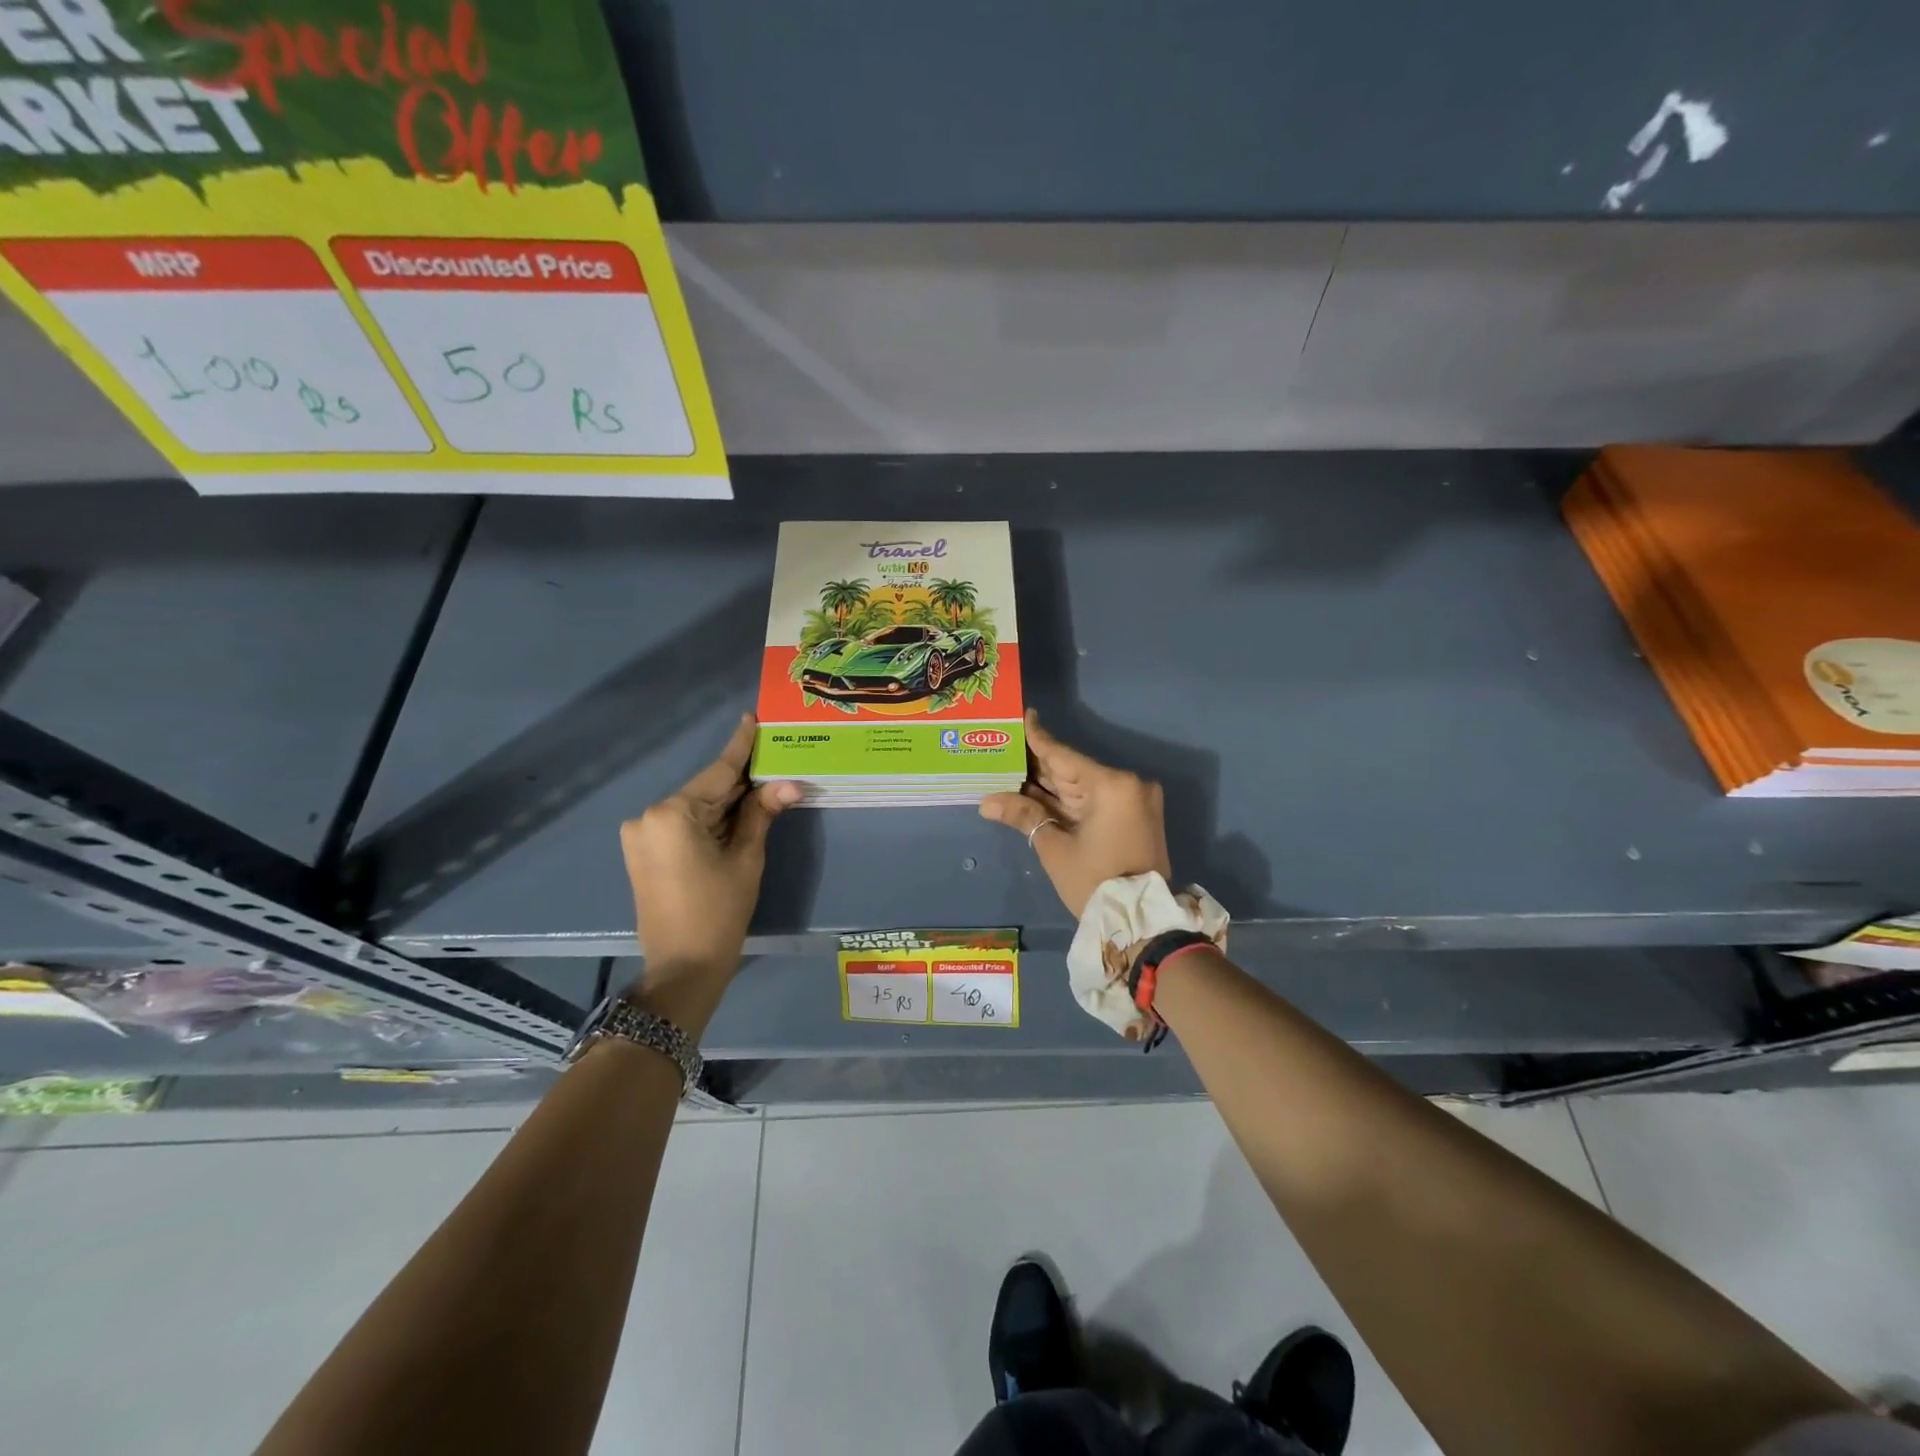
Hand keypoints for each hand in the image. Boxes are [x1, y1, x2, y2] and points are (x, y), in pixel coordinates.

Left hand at [620, 714, 800, 978]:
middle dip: (740, 781)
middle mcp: (648, 816)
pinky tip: (739, 814)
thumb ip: (762, 813)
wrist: (682, 967)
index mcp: (672, 814)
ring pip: (695, 808)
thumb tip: (789, 783)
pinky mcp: (643, 852)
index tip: (751, 718)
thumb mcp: (746, 859)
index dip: (740, 747)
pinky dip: (711, 820)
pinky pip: (683, 824)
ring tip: (764, 786)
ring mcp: (641, 835)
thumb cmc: (719, 911)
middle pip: (705, 790)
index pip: (717, 773)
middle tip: (773, 759)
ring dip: (727, 803)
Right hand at [979, 710, 1170, 917]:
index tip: (1023, 715)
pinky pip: (1093, 799)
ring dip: (1049, 783)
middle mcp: (1127, 784)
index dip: (1038, 737)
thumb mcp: (1055, 847)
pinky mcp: (1133, 816)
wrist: (1142, 924)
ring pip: (1081, 785)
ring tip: (1012, 768)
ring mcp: (1133, 800)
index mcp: (1112, 785)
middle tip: (1004, 746)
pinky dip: (1066, 798)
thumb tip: (987, 801)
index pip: (1063, 755)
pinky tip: (1036, 791)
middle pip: (1072, 769)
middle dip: (1037, 764)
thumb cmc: (1096, 881)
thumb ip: (1024, 815)